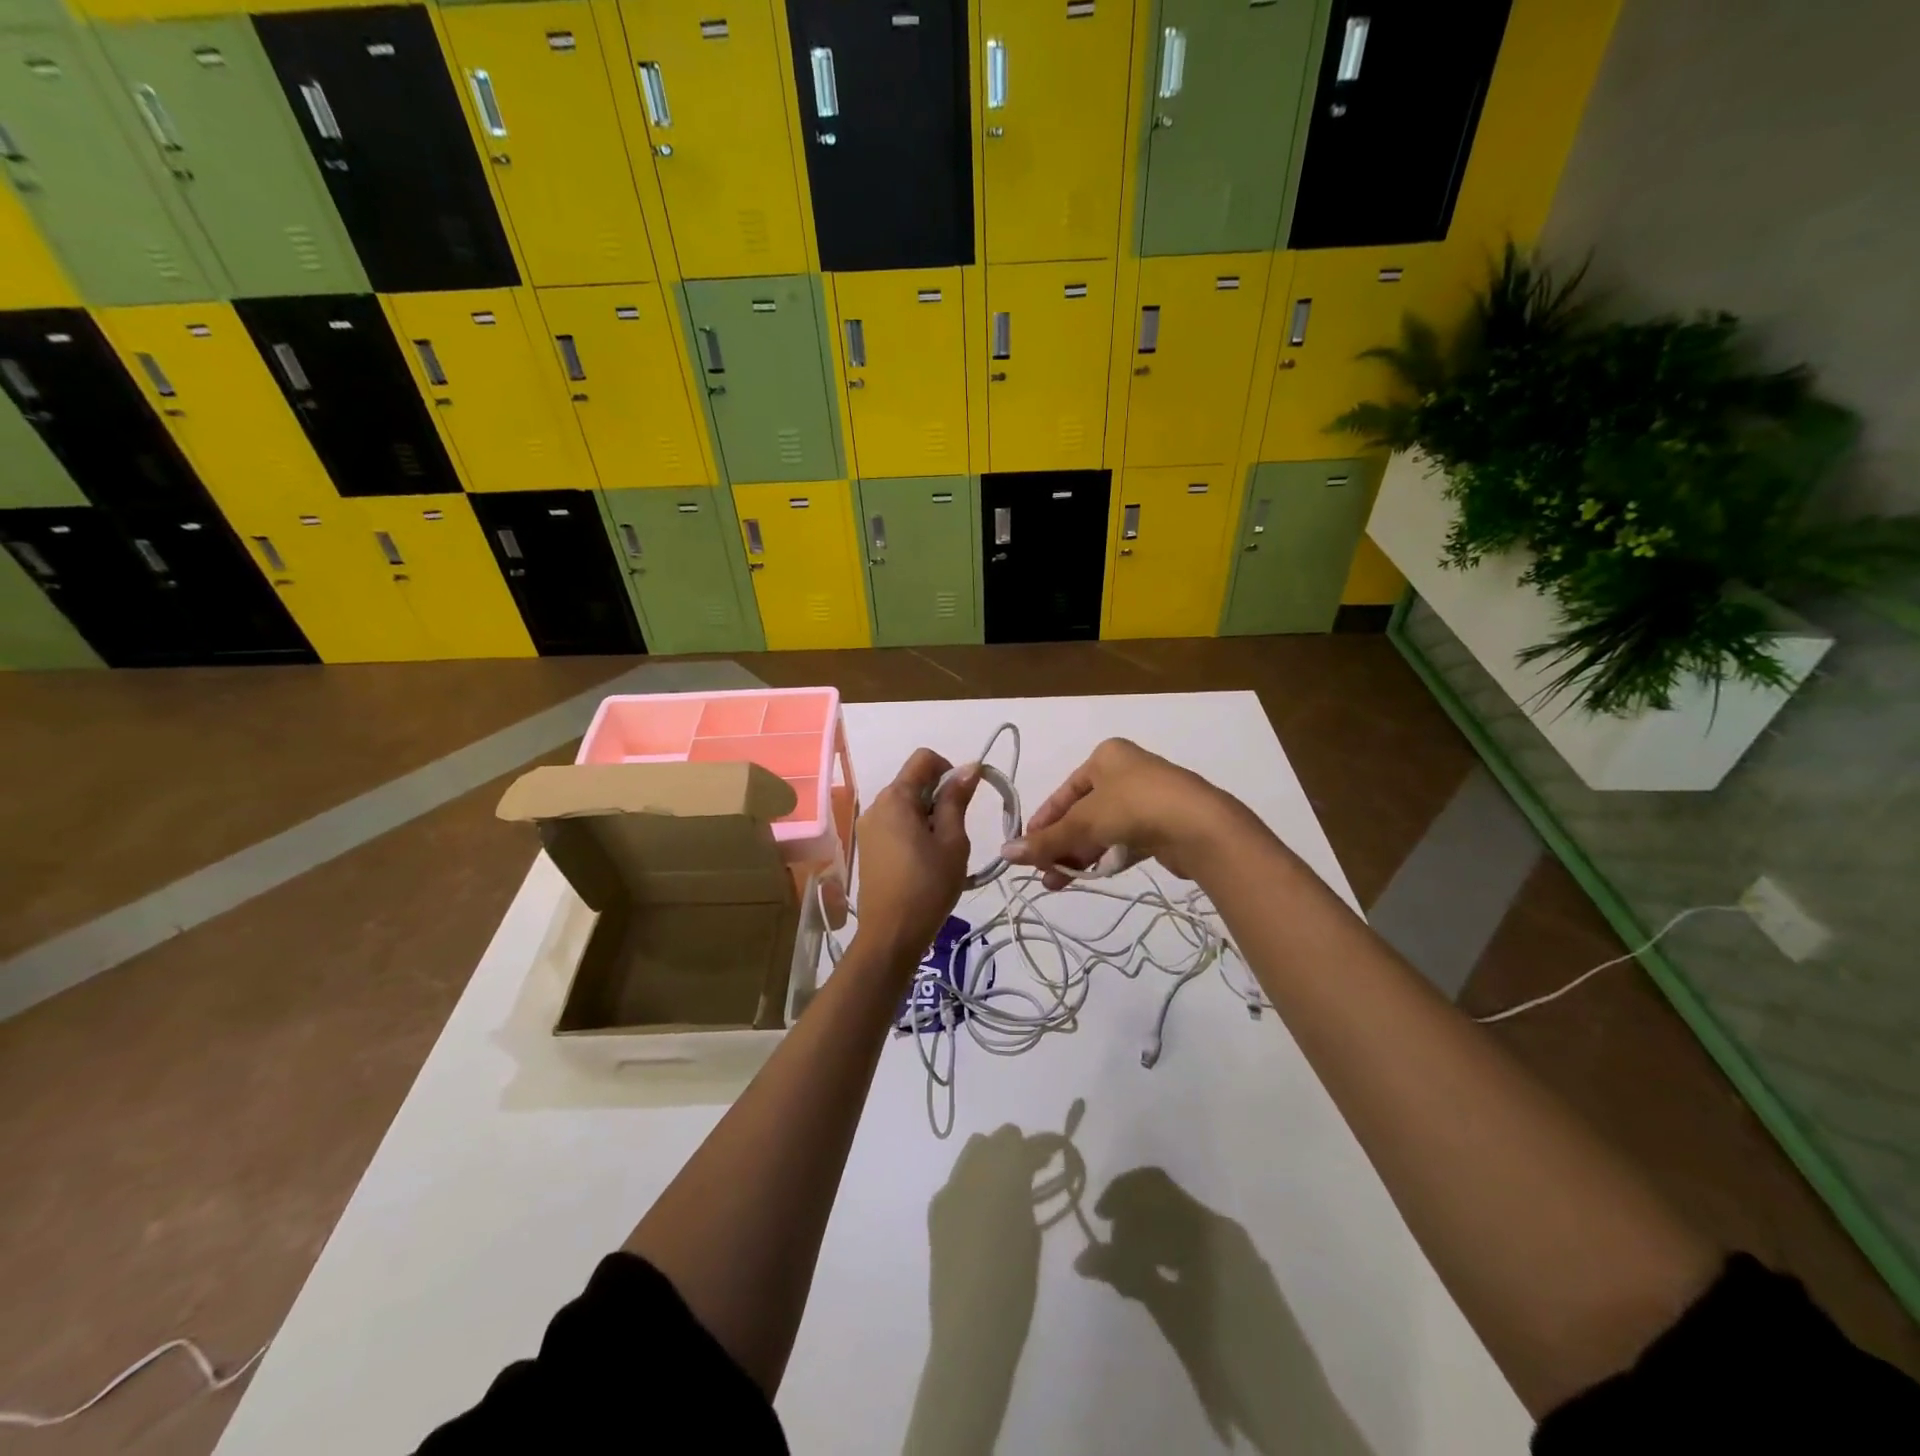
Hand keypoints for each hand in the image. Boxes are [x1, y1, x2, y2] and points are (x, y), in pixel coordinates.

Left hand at [852, 748, 977, 964]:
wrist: (891, 934)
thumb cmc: (928, 885)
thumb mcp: (952, 840)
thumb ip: (956, 800)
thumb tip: (968, 767)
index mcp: (895, 798)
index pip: (924, 758)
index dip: (949, 768)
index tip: (964, 797)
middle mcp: (875, 805)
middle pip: (913, 781)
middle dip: (938, 795)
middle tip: (955, 831)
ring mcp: (867, 826)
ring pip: (904, 804)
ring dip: (927, 814)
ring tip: (941, 849)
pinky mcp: (867, 846)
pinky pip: (894, 823)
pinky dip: (913, 829)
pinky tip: (924, 859)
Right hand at [1001, 738, 1246, 889]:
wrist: (1200, 827)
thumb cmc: (1134, 807)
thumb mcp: (1084, 821)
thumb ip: (1046, 840)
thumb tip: (1005, 853)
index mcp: (1106, 757)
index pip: (1064, 792)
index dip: (1043, 821)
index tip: (1027, 849)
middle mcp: (1126, 772)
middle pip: (1082, 812)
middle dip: (1060, 843)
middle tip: (1042, 872)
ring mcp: (1147, 799)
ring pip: (1102, 829)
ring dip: (1079, 855)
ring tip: (1058, 883)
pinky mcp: (1162, 826)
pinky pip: (1123, 841)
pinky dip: (1105, 858)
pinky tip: (1088, 877)